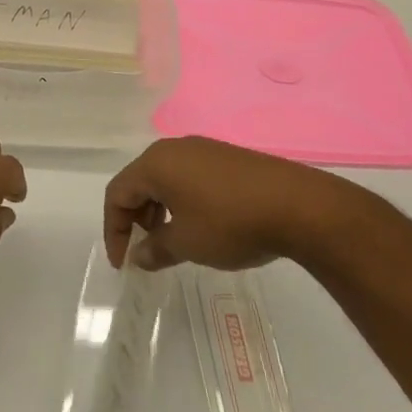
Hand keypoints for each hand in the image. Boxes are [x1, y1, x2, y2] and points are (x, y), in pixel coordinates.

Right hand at [103, 136, 350, 271]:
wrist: (298, 206)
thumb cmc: (230, 223)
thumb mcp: (187, 244)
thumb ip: (155, 249)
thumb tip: (139, 255)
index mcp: (155, 163)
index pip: (117, 193)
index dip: (113, 230)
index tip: (123, 263)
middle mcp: (173, 149)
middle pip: (139, 182)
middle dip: (135, 218)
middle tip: (146, 251)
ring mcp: (202, 149)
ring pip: (165, 179)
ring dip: (158, 210)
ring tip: (173, 241)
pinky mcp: (226, 157)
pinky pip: (189, 177)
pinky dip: (182, 201)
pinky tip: (201, 225)